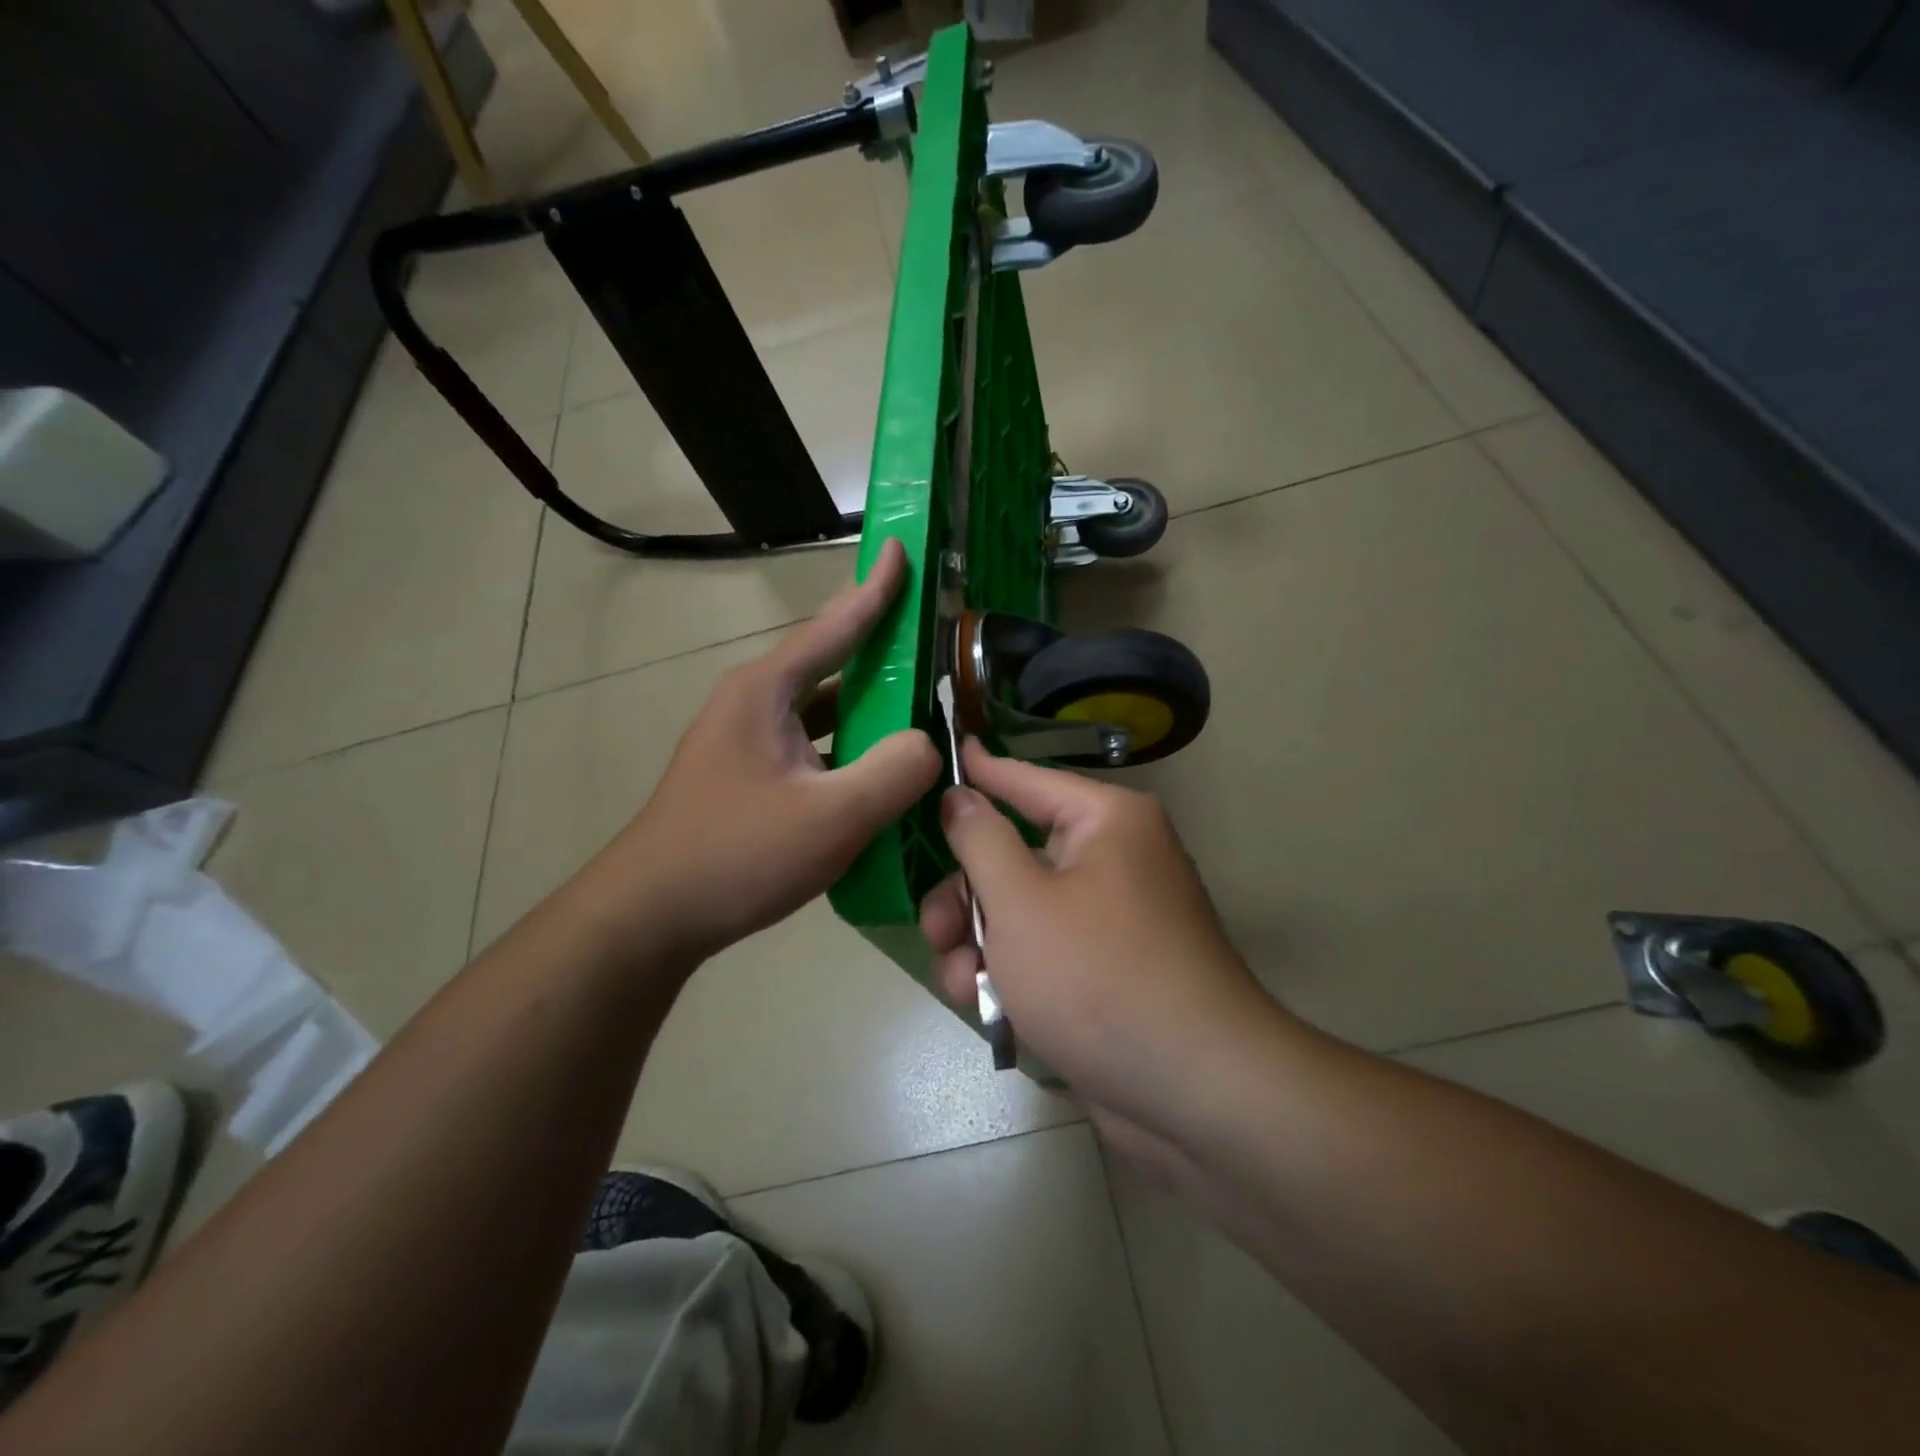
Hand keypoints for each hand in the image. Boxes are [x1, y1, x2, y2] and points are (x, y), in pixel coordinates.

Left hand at [583, 538, 941, 966]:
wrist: (651, 915)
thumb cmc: (737, 854)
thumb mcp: (832, 816)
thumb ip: (895, 771)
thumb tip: (929, 744)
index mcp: (767, 691)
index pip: (835, 625)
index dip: (875, 588)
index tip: (901, 546)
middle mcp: (753, 703)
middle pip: (830, 663)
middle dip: (880, 648)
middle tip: (930, 637)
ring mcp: (747, 741)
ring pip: (822, 710)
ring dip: (867, 706)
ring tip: (918, 705)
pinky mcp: (748, 776)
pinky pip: (812, 745)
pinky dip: (848, 747)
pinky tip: (877, 769)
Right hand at [919, 742, 1280, 1133]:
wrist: (1194, 1096)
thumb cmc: (1098, 978)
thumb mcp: (1021, 903)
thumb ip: (980, 841)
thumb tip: (961, 795)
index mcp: (1106, 821)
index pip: (1026, 780)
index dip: (978, 771)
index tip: (943, 750)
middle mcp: (1114, 858)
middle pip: (1015, 853)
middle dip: (966, 896)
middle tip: (936, 931)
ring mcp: (1112, 917)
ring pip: (1021, 909)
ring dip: (979, 942)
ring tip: (959, 983)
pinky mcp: (1108, 969)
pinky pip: (1044, 950)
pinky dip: (1011, 972)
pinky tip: (984, 1005)